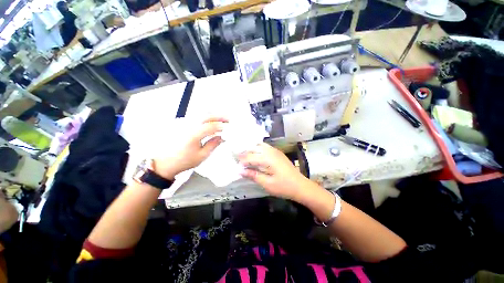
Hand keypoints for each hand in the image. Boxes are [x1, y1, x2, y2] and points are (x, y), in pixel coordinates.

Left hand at [154, 117, 227, 178]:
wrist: (166, 163)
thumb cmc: (184, 161)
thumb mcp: (202, 155)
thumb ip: (213, 144)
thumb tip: (223, 137)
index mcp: (194, 134)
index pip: (212, 126)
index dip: (223, 126)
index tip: (231, 128)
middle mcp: (189, 125)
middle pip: (207, 116)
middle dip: (220, 116)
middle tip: (229, 119)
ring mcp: (185, 123)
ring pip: (201, 114)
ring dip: (214, 115)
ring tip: (223, 119)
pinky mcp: (183, 124)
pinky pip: (197, 117)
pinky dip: (207, 117)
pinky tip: (212, 121)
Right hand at [239, 143, 309, 200]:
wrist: (301, 186)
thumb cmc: (284, 187)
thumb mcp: (267, 184)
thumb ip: (253, 175)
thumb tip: (240, 170)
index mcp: (268, 158)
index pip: (250, 156)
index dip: (241, 161)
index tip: (235, 166)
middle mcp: (271, 151)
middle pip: (253, 147)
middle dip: (244, 152)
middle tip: (238, 159)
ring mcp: (275, 150)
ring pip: (259, 145)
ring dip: (251, 149)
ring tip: (245, 157)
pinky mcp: (278, 152)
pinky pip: (265, 147)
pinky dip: (258, 149)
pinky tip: (256, 155)